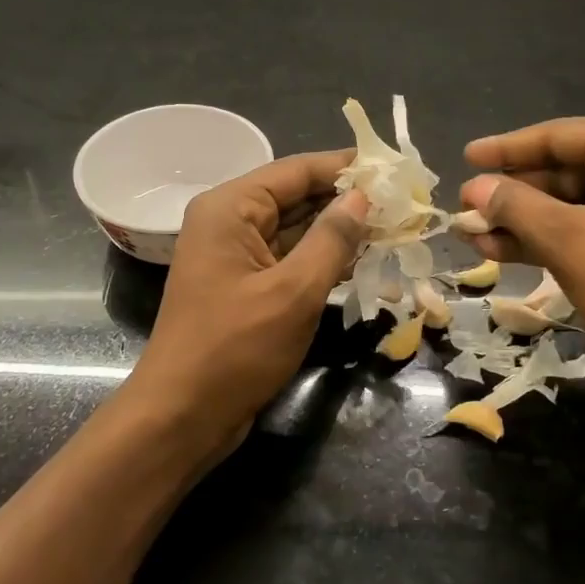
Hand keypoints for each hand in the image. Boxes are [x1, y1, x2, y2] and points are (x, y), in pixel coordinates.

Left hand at [132, 150, 368, 448]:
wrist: (183, 416)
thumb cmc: (235, 348)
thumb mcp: (294, 291)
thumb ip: (332, 239)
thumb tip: (362, 197)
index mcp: (230, 208)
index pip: (296, 170)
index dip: (345, 167)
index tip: (392, 168)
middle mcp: (229, 222)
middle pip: (296, 196)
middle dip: (346, 200)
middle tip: (401, 201)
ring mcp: (236, 255)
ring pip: (296, 229)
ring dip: (339, 230)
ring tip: (393, 227)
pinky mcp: (245, 285)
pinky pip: (289, 258)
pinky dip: (322, 258)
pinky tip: (362, 260)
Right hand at [461, 119, 584, 377]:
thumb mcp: (567, 239)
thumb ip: (515, 206)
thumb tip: (473, 189)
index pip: (560, 136)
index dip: (507, 148)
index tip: (466, 157)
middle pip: (565, 170)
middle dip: (513, 194)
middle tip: (466, 206)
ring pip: (573, 204)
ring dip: (524, 221)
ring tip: (473, 235)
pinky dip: (550, 239)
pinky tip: (503, 252)